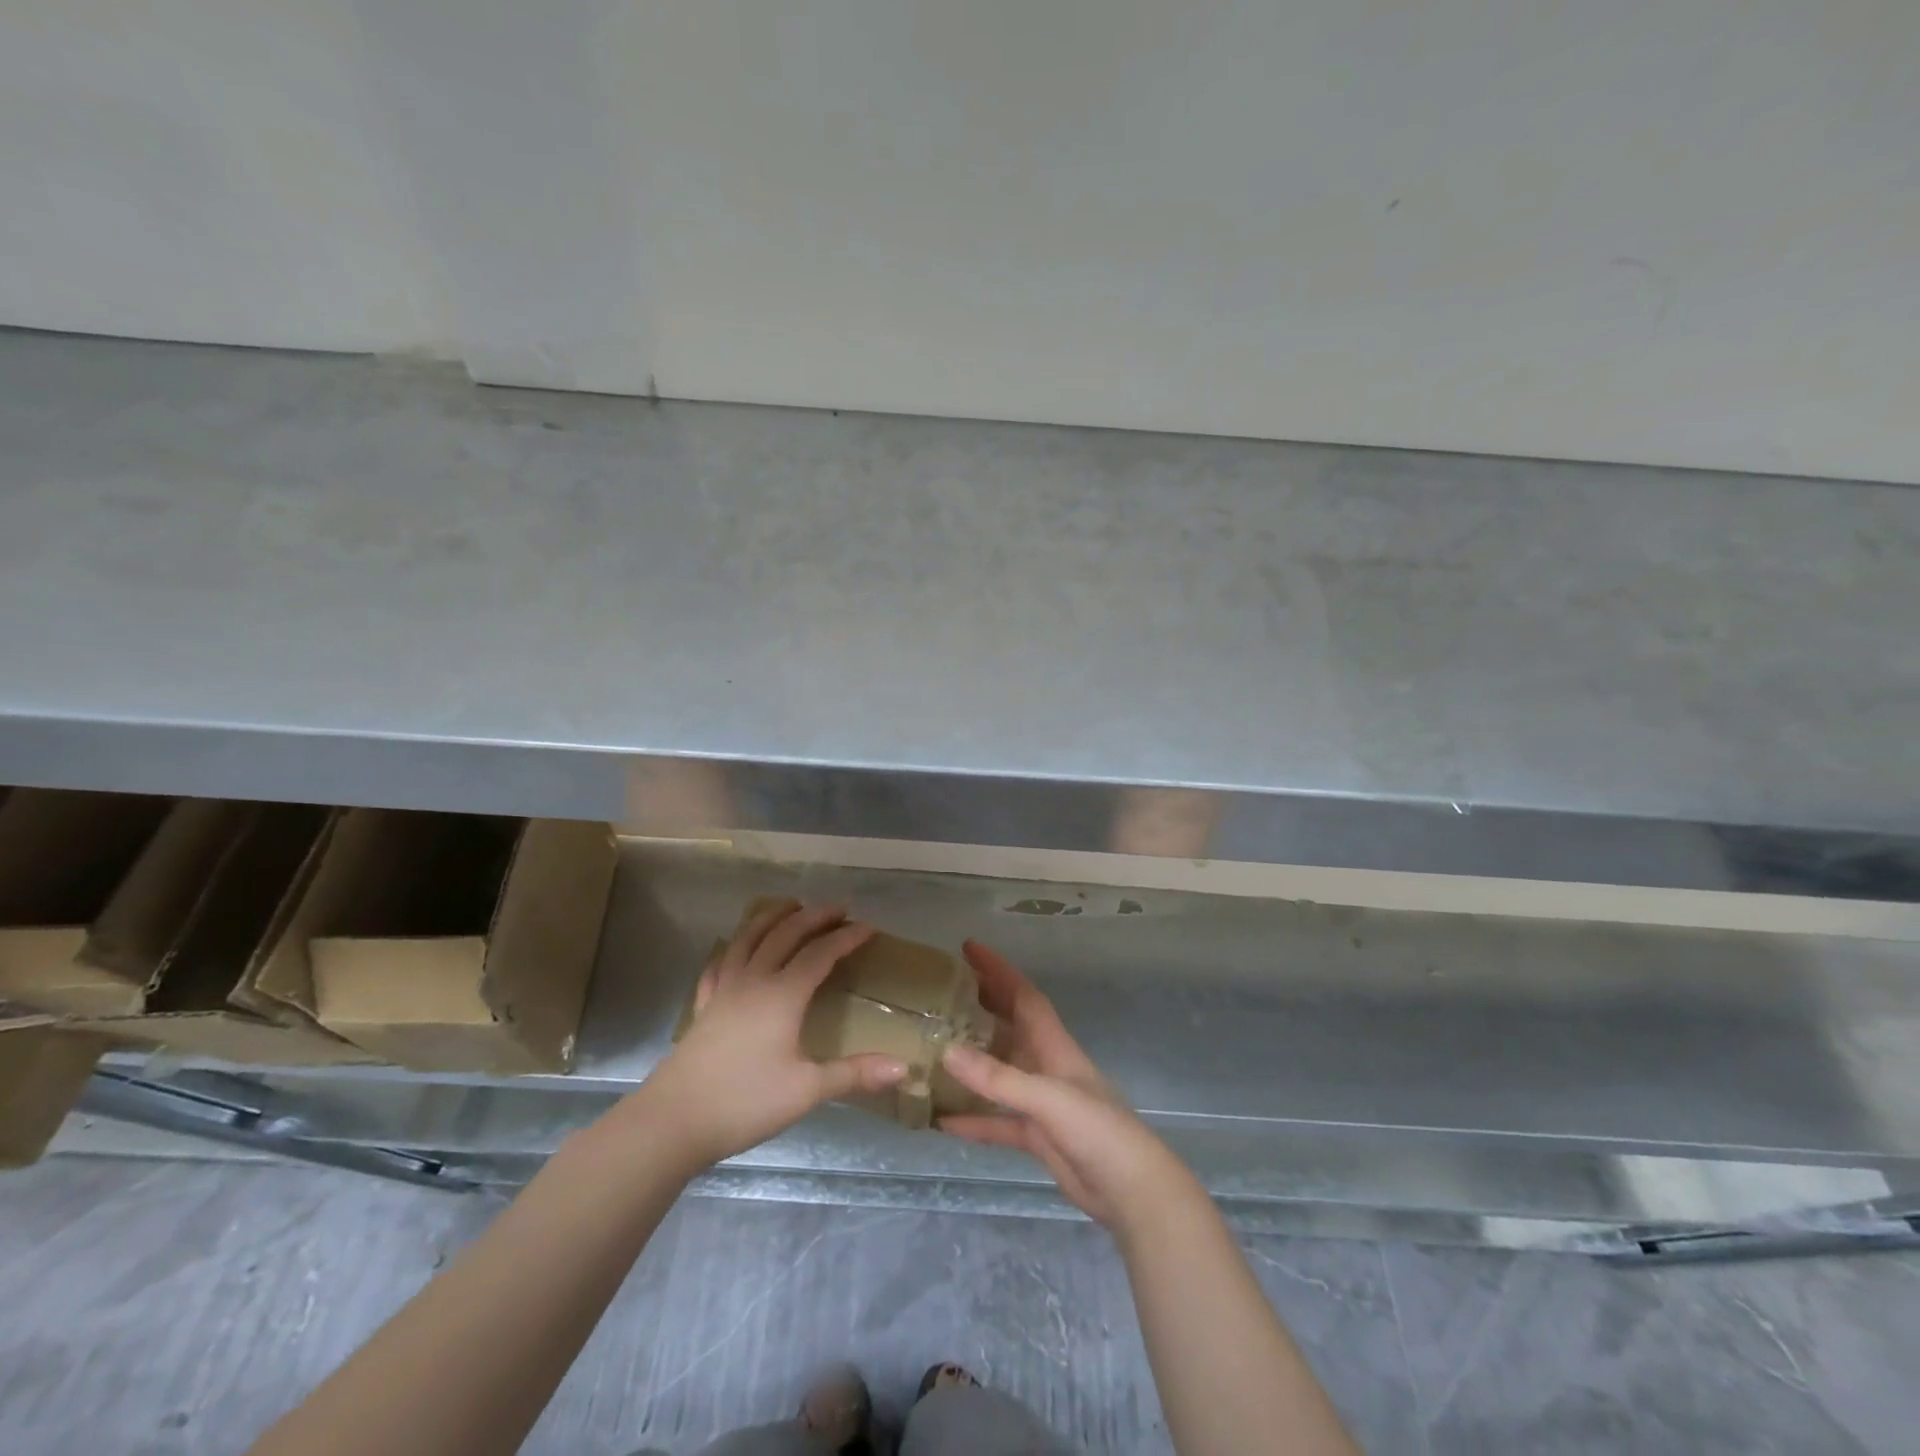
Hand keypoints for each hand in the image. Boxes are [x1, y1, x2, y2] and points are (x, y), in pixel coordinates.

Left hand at [636, 900, 908, 1168]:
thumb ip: (854, 1074)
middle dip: (814, 916)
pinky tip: (737, 949)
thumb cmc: (744, 1102)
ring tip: (791, 906)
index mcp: (783, 994)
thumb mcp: (806, 1090)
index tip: (868, 927)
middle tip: (838, 908)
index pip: (820, 954)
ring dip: (773, 917)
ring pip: (750, 938)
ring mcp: (725, 989)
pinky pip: (721, 963)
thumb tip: (904, 1068)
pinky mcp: (705, 1005)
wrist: (673, 1120)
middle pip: (786, 934)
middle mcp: (754, 980)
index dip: (846, 938)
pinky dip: (736, 947)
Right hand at [939, 941, 1196, 1233]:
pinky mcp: (1036, 1135)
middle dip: (981, 1005)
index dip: (998, 969)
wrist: (1131, 1190)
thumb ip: (999, 1078)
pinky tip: (942, 1121)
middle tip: (942, 993)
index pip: (1023, 995)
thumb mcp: (1047, 1098)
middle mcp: (1045, 1065)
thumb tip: (947, 1051)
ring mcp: (1041, 1102)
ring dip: (971, 1062)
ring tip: (935, 1048)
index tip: (968, 948)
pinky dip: (972, 1119)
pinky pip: (997, 1120)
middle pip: (1009, 1026)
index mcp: (1053, 1045)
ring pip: (999, 1072)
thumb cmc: (1097, 1129)